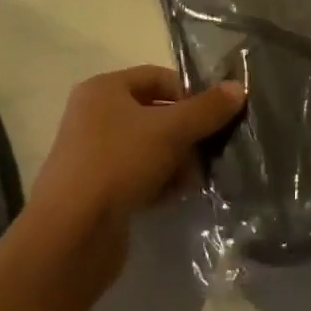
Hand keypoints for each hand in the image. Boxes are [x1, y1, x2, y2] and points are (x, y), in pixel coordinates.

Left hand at [26, 67, 243, 272]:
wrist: (71, 234)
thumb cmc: (119, 163)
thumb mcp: (170, 130)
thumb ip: (207, 109)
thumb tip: (239, 88)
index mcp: (104, 89)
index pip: (157, 77)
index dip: (189, 93)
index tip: (214, 116)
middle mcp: (94, 115)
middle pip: (154, 113)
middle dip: (185, 132)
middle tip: (209, 150)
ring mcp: (93, 154)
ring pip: (148, 147)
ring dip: (175, 161)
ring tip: (193, 179)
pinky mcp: (96, 188)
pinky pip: (136, 175)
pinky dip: (157, 182)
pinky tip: (174, 196)